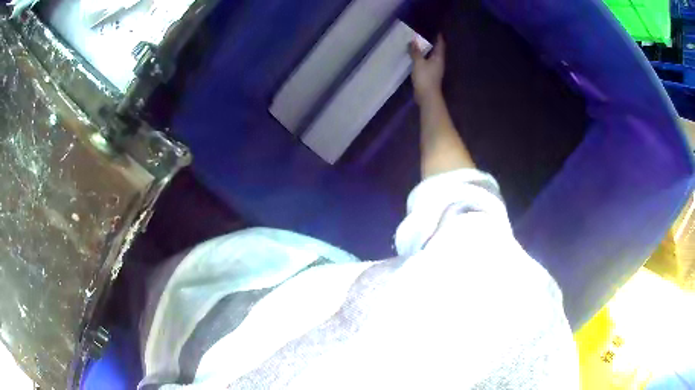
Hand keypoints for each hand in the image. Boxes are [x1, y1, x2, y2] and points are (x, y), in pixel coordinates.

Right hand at [409, 34, 445, 103]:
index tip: (436, 29)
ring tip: (419, 42)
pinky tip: (417, 55)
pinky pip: (427, 62)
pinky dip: (423, 57)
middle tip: (425, 33)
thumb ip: (416, 52)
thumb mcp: (419, 63)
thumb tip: (413, 41)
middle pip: (437, 50)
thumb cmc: (425, 78)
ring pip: (431, 56)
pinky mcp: (430, 74)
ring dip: (427, 50)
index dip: (439, 37)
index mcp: (439, 58)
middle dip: (432, 42)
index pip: (440, 44)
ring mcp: (435, 69)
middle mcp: (439, 62)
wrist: (427, 96)